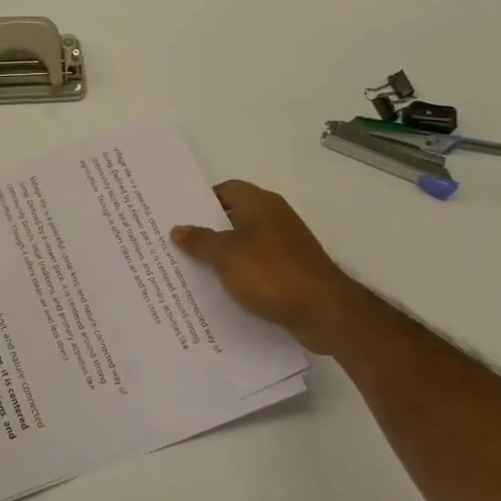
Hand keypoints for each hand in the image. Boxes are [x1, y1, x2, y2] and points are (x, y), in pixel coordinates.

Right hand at [171, 180, 352, 352]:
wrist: (323, 310)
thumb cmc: (270, 272)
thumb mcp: (225, 255)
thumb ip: (199, 240)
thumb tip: (178, 229)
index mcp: (260, 203)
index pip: (226, 190)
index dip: (202, 200)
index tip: (180, 216)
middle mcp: (275, 218)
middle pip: (235, 217)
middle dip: (209, 230)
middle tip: (179, 243)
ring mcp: (287, 245)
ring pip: (247, 244)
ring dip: (225, 255)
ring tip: (194, 269)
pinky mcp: (293, 271)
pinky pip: (259, 266)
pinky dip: (242, 274)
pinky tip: (224, 290)